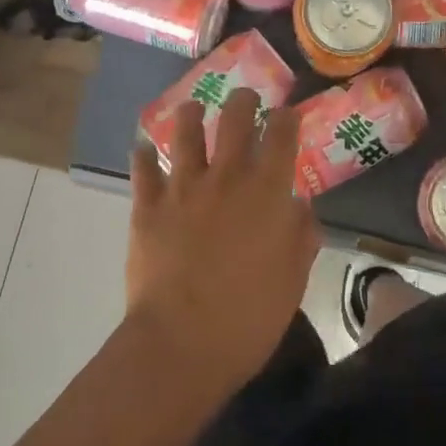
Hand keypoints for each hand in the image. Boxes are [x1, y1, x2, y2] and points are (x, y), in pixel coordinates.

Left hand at [126, 89, 317, 391]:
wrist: (182, 344)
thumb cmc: (249, 318)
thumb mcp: (293, 280)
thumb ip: (301, 236)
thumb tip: (300, 206)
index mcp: (267, 191)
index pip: (282, 133)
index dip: (287, 117)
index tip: (287, 114)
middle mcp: (227, 176)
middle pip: (235, 116)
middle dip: (244, 100)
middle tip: (246, 101)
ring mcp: (183, 187)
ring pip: (186, 130)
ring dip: (192, 114)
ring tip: (193, 109)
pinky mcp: (148, 205)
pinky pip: (143, 168)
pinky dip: (144, 155)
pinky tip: (145, 149)